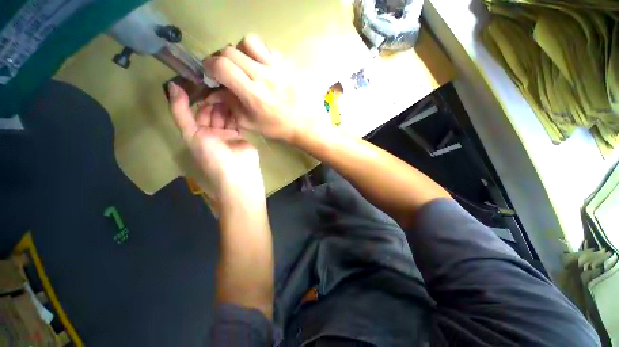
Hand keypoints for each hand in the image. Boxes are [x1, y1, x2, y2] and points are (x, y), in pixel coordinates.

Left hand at [168, 82, 263, 196]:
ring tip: (228, 90)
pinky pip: (236, 121)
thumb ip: (180, 111)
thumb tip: (170, 85)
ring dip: (225, 105)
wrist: (238, 170)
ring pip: (224, 116)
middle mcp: (211, 133)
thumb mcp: (190, 133)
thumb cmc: (212, 154)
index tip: (200, 81)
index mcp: (196, 134)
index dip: (195, 98)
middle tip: (218, 84)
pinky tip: (237, 101)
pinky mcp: (240, 135)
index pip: (194, 112)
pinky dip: (236, 112)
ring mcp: (227, 135)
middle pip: (211, 113)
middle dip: (213, 100)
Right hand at [203, 34, 330, 143]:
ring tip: (246, 66)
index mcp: (254, 94)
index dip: (209, 66)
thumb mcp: (252, 124)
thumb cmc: (280, 128)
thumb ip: (231, 107)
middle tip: (227, 71)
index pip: (222, 66)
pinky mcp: (288, 64)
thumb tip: (216, 92)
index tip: (211, 73)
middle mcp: (264, 76)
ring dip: (241, 51)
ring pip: (249, 42)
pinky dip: (260, 54)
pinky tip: (264, 67)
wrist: (307, 124)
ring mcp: (277, 67)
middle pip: (230, 50)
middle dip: (222, 59)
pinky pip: (268, 48)